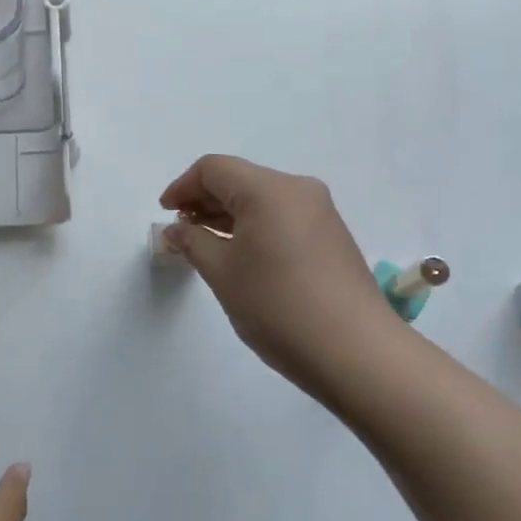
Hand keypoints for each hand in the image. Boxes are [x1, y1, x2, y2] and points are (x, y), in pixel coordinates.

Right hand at [160, 154, 395, 402]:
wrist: (355, 351)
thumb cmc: (278, 306)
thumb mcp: (223, 273)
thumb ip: (193, 242)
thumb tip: (176, 229)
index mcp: (269, 189)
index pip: (214, 169)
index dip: (182, 187)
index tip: (165, 214)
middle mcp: (298, 190)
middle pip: (240, 180)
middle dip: (204, 200)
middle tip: (180, 232)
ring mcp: (320, 212)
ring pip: (262, 199)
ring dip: (228, 215)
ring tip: (204, 245)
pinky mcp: (331, 236)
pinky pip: (281, 217)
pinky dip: (253, 227)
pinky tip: (239, 255)